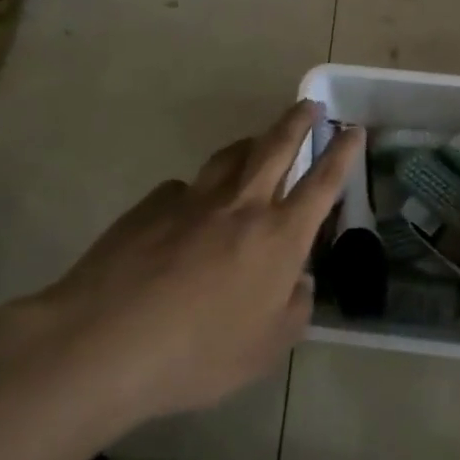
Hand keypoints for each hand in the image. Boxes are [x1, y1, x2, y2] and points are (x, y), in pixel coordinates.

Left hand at [21, 101, 362, 423]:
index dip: (342, 154)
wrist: (107, 341)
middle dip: (297, 121)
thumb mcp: (265, 350)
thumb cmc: (198, 354)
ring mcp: (193, 199)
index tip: (353, 129)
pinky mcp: (152, 205)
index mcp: (278, 237)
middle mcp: (241, 205)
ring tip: (257, 141)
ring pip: (230, 156)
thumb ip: (293, 311)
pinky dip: (197, 193)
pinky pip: (184, 189)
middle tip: (309, 105)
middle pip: (276, 147)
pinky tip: (187, 213)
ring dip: (251, 142)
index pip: (322, 183)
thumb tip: (299, 284)